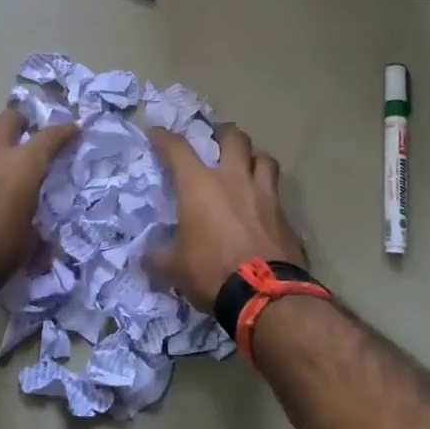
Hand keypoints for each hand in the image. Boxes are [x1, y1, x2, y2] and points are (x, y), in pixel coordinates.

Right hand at [146, 124, 306, 312]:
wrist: (266, 295)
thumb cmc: (212, 272)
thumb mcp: (175, 268)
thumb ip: (159, 258)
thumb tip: (144, 258)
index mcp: (200, 186)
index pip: (177, 149)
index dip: (164, 138)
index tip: (156, 133)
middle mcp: (234, 180)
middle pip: (234, 138)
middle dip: (224, 133)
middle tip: (217, 139)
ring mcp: (264, 195)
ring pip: (264, 158)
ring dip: (254, 157)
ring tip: (247, 165)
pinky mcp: (286, 215)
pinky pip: (277, 192)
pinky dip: (268, 192)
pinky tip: (263, 205)